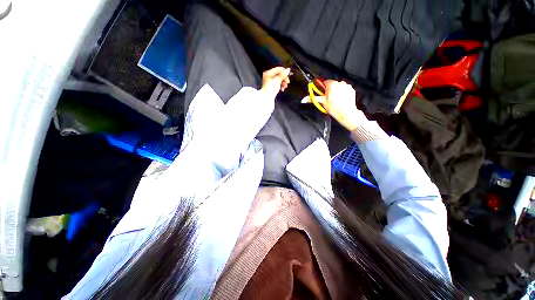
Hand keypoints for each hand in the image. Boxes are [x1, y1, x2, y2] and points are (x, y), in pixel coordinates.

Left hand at [261, 67, 290, 98]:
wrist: (267, 99)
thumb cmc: (270, 90)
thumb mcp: (278, 81)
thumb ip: (283, 75)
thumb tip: (288, 69)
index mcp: (268, 73)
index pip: (278, 69)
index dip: (284, 72)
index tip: (288, 75)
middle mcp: (268, 76)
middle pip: (279, 74)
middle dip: (284, 78)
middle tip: (287, 82)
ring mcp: (269, 82)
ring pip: (279, 79)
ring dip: (283, 82)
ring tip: (285, 86)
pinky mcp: (271, 87)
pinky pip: (278, 84)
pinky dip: (281, 86)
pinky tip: (282, 89)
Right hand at [303, 80, 366, 130]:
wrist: (346, 113)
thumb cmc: (334, 108)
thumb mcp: (322, 102)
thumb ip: (313, 99)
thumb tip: (304, 99)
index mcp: (332, 84)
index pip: (325, 82)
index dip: (322, 88)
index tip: (322, 93)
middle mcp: (340, 83)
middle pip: (331, 85)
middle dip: (329, 90)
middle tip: (328, 99)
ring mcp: (347, 86)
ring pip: (338, 87)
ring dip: (336, 92)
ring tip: (334, 101)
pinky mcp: (351, 90)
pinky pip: (344, 90)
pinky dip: (342, 93)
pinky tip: (340, 100)